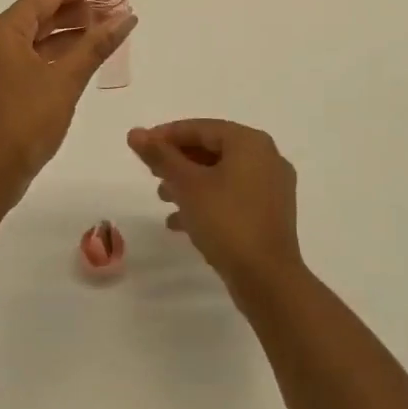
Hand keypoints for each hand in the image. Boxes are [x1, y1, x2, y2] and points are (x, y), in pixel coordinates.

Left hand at [0, 0, 135, 198]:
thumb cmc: (25, 120)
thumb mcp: (65, 79)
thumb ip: (96, 45)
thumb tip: (126, 18)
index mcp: (5, 30)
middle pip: (43, 12)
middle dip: (81, 8)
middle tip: (118, 8)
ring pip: (40, 36)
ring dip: (73, 31)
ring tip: (109, 29)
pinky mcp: (2, 87)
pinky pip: (35, 57)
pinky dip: (61, 53)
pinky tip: (87, 57)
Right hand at [128, 120, 301, 295]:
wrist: (268, 280)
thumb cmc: (226, 222)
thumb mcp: (187, 186)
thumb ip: (161, 156)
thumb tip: (135, 132)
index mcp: (250, 142)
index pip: (202, 128)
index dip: (168, 135)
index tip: (142, 146)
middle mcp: (267, 157)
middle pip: (213, 149)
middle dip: (179, 160)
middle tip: (152, 173)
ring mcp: (272, 187)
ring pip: (223, 174)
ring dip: (191, 183)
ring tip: (162, 198)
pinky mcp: (271, 214)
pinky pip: (234, 196)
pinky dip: (208, 202)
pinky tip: (181, 223)